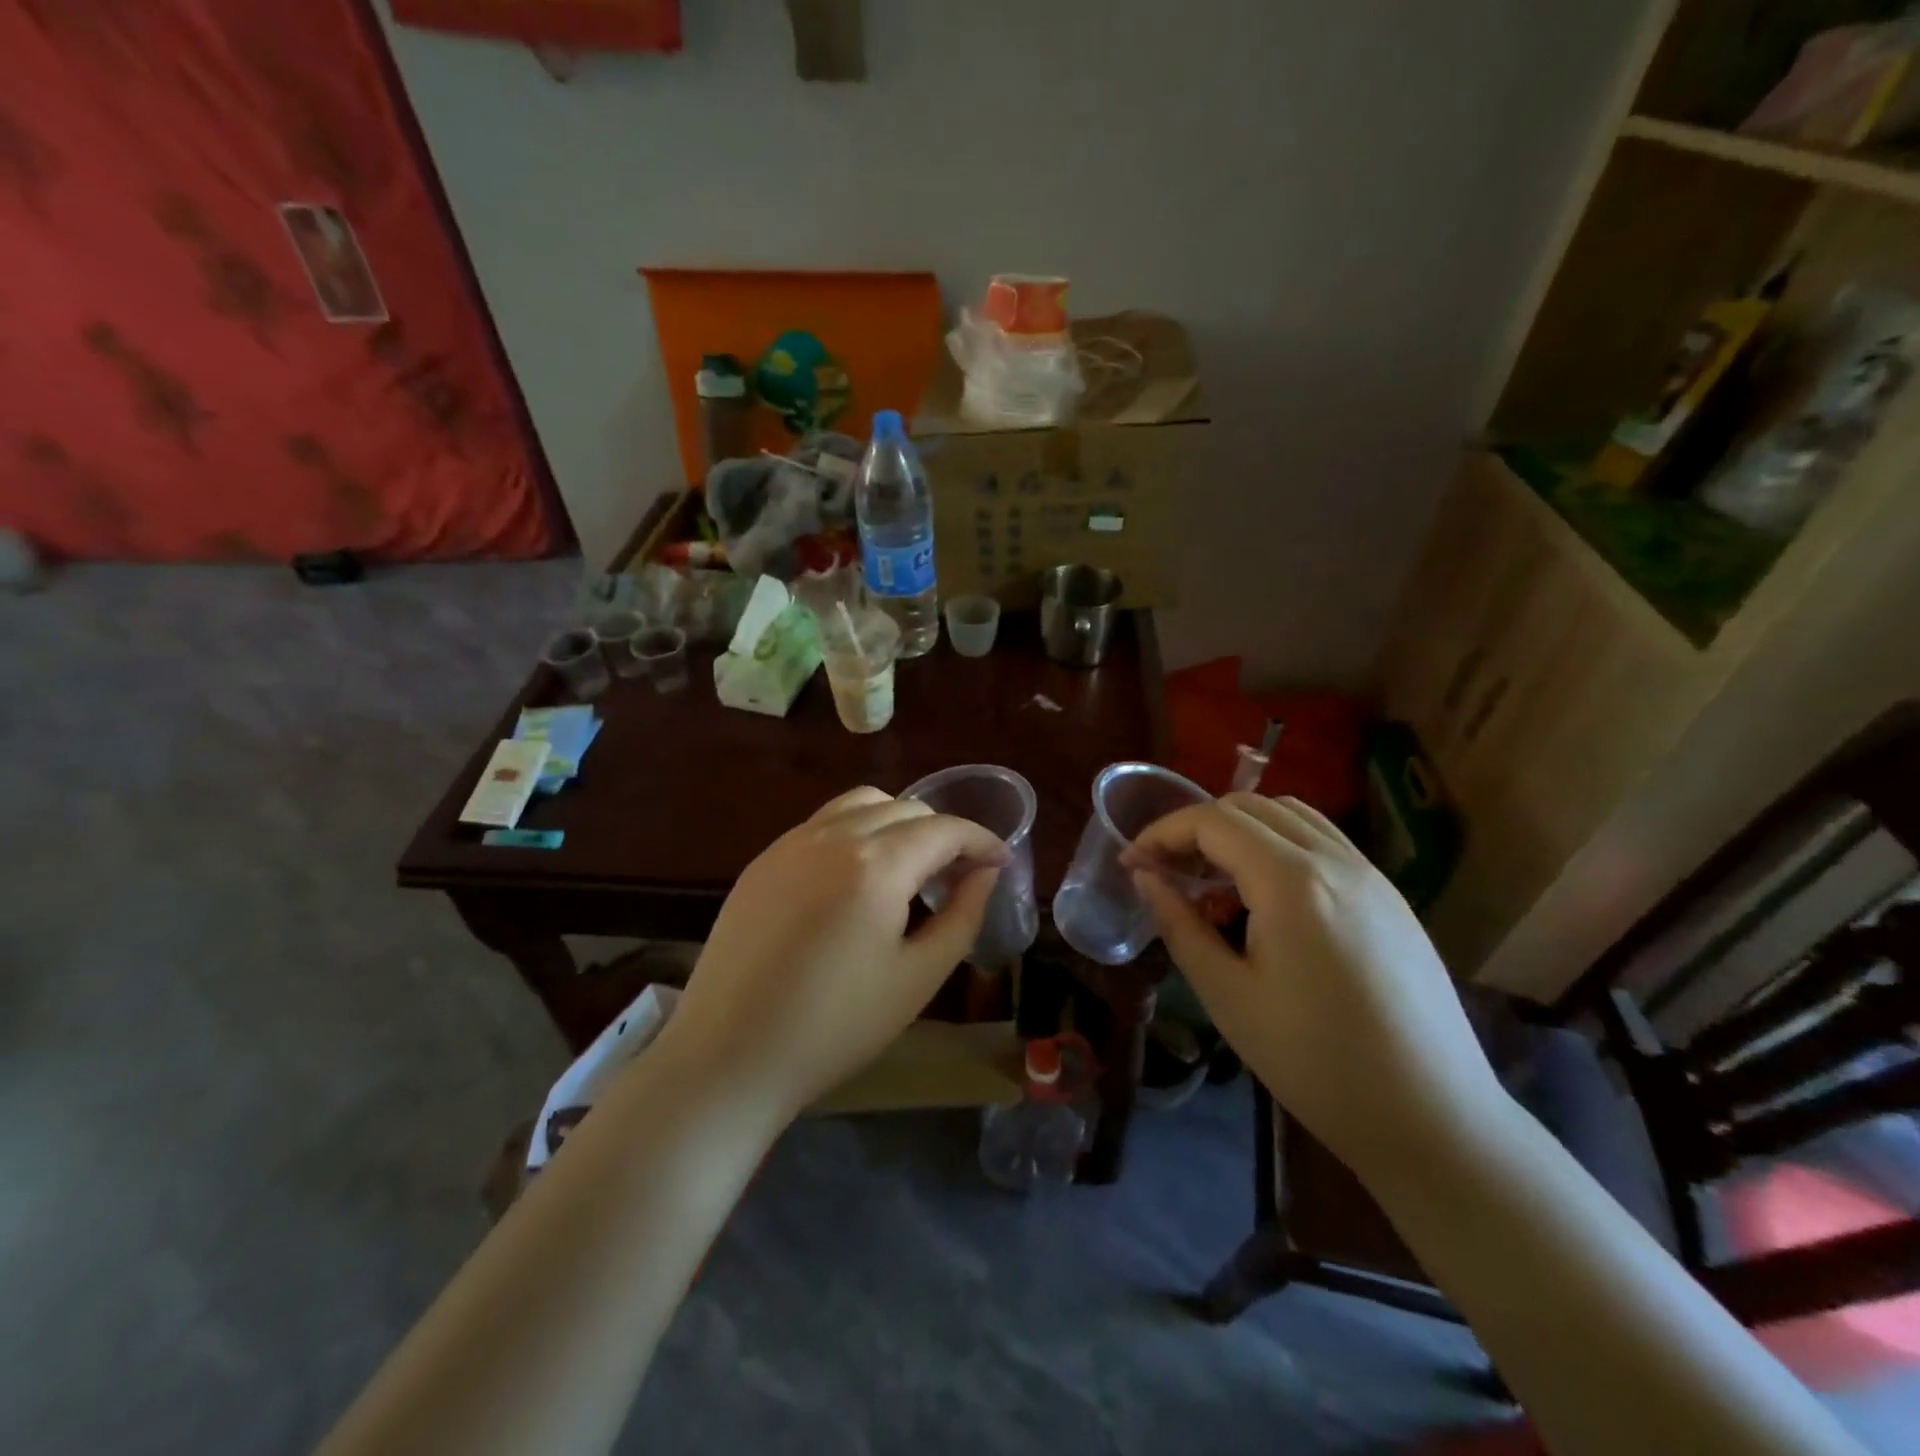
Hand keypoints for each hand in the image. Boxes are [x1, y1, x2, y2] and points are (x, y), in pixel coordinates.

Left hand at [660, 787, 1006, 1117]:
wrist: (728, 1056)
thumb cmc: (835, 1026)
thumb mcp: (918, 977)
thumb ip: (962, 915)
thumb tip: (984, 873)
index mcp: (876, 864)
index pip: (944, 829)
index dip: (981, 840)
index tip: (1001, 861)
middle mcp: (833, 835)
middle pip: (905, 808)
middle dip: (943, 832)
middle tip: (958, 874)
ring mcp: (791, 843)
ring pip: (861, 804)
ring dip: (898, 822)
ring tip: (910, 866)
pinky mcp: (764, 860)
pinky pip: (823, 823)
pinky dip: (857, 831)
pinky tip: (857, 877)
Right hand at [1129, 794, 1505, 1176]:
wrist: (1433, 1118)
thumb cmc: (1315, 1062)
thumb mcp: (1227, 995)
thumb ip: (1179, 924)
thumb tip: (1144, 876)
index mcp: (1292, 881)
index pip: (1212, 821)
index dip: (1162, 833)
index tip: (1131, 863)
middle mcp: (1335, 860)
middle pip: (1250, 807)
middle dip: (1196, 828)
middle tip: (1167, 871)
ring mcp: (1370, 874)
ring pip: (1290, 816)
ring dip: (1240, 832)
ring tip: (1214, 882)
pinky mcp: (1390, 897)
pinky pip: (1323, 843)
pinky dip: (1279, 847)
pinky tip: (1266, 900)